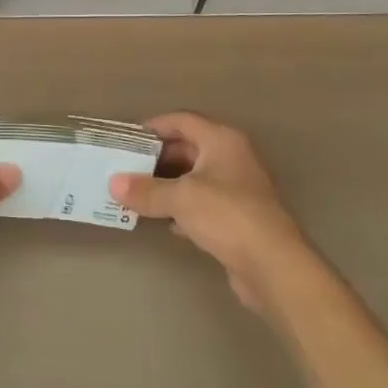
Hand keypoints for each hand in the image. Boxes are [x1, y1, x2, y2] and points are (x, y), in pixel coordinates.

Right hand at [111, 111, 316, 315]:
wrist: (274, 266)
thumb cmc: (227, 215)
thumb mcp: (181, 198)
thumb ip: (146, 190)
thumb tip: (113, 184)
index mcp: (222, 140)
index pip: (182, 120)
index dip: (155, 126)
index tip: (128, 138)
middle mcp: (232, 158)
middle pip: (188, 148)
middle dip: (157, 159)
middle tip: (126, 168)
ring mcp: (238, 189)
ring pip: (195, 178)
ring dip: (168, 185)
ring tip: (136, 194)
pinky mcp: (238, 218)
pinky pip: (203, 204)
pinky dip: (182, 208)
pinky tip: (163, 221)